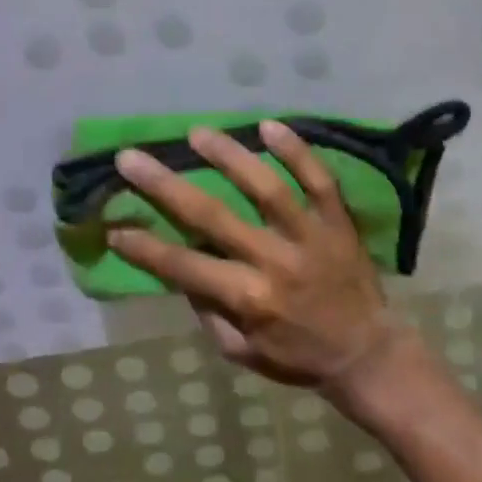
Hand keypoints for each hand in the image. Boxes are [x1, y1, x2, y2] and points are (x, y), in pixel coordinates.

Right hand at [109, 121, 398, 393]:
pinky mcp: (337, 220)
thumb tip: (181, 269)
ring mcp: (309, 235)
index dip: (145, 247)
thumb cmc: (298, 356)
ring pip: (266, 188)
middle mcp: (274, 261)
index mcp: (248, 298)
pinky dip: (297, 151)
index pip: (183, 266)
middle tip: (132, 158)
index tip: (113, 225)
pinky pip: (318, 180)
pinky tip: (269, 125)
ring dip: (230, 157)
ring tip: (197, 133)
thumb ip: (209, 311)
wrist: (367, 354)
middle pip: (213, 216)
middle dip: (166, 186)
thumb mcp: (242, 352)